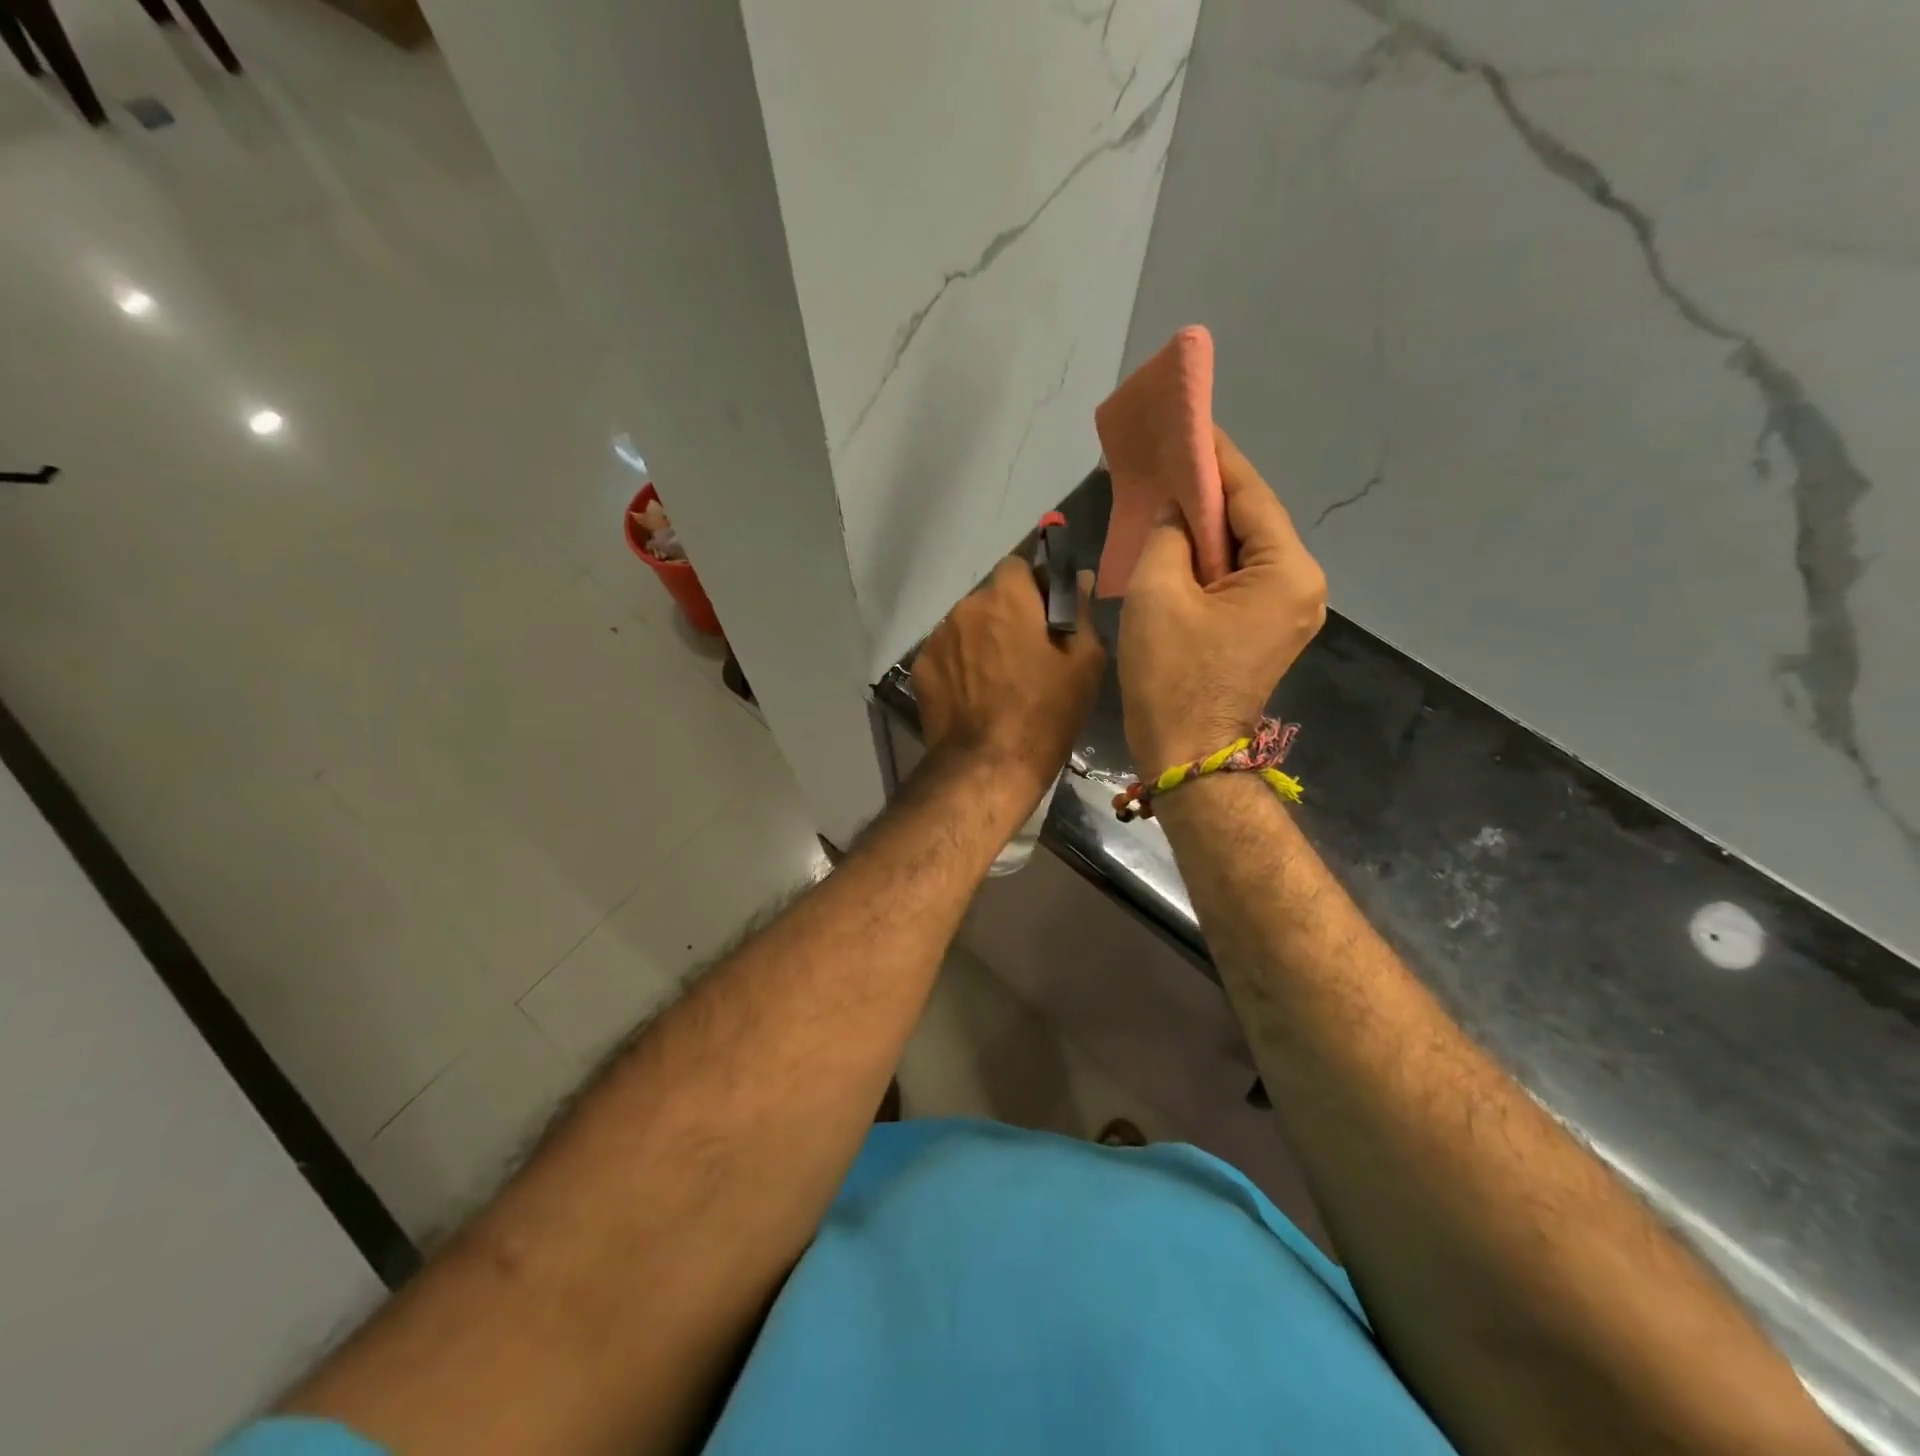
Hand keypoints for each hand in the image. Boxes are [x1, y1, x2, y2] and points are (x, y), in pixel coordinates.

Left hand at [913, 556, 1105, 809]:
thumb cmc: (1046, 713)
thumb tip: (1081, 578)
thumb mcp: (1084, 664)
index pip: (1017, 566)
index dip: (1033, 587)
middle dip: (1007, 616)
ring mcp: (938, 637)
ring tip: (997, 680)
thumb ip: (1081, 612)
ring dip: (981, 640)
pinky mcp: (921, 667)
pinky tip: (973, 696)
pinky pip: (947, 653)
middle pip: (990, 598)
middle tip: (1025, 654)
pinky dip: (960, 665)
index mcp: (1008, 597)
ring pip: (967, 626)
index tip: (1046, 616)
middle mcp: (966, 606)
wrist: (987, 766)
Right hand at [1119, 427, 1326, 777]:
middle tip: (1167, 461)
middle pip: (1251, 522)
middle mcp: (1302, 585)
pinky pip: (1238, 579)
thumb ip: (1169, 534)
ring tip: (1166, 498)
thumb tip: (1177, 514)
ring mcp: (1289, 611)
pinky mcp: (1267, 630)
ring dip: (1205, 528)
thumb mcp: (1158, 593)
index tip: (1188, 424)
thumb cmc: (1172, 676)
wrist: (1187, 755)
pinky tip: (1178, 546)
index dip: (1215, 457)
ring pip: (1243, 551)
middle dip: (1208, 493)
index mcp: (1287, 571)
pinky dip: (1208, 561)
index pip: (1249, 494)